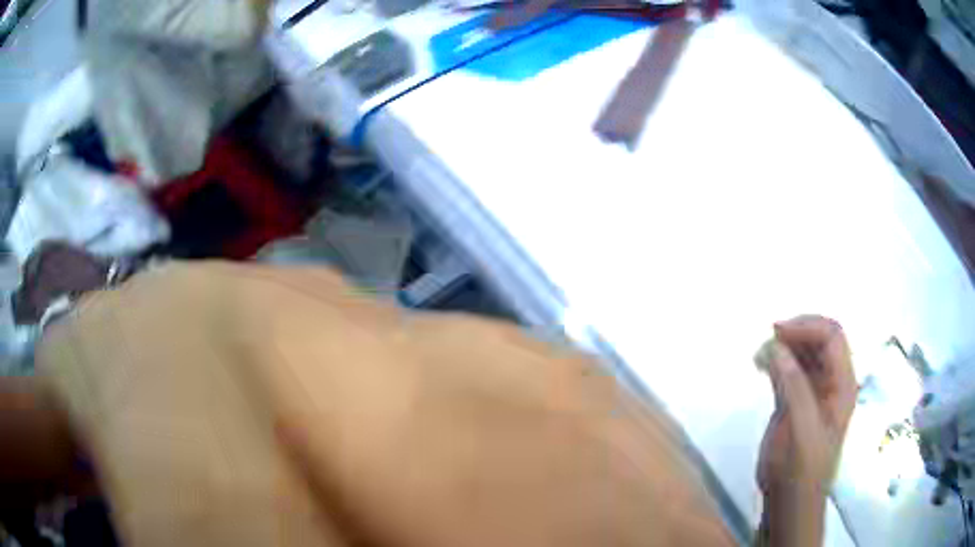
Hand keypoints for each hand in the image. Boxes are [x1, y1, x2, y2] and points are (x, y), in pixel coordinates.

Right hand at [757, 316, 856, 545]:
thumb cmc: (799, 468)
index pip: (832, 336)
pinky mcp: (799, 401)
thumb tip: (775, 346)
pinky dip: (779, 361)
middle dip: (796, 332)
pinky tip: (763, 365)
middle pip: (822, 339)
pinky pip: (793, 369)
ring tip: (760, 353)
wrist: (790, 501)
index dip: (807, 327)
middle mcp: (834, 381)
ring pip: (807, 352)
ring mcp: (817, 391)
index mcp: (842, 384)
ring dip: (786, 345)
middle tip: (767, 340)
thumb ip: (793, 386)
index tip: (776, 333)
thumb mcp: (799, 428)